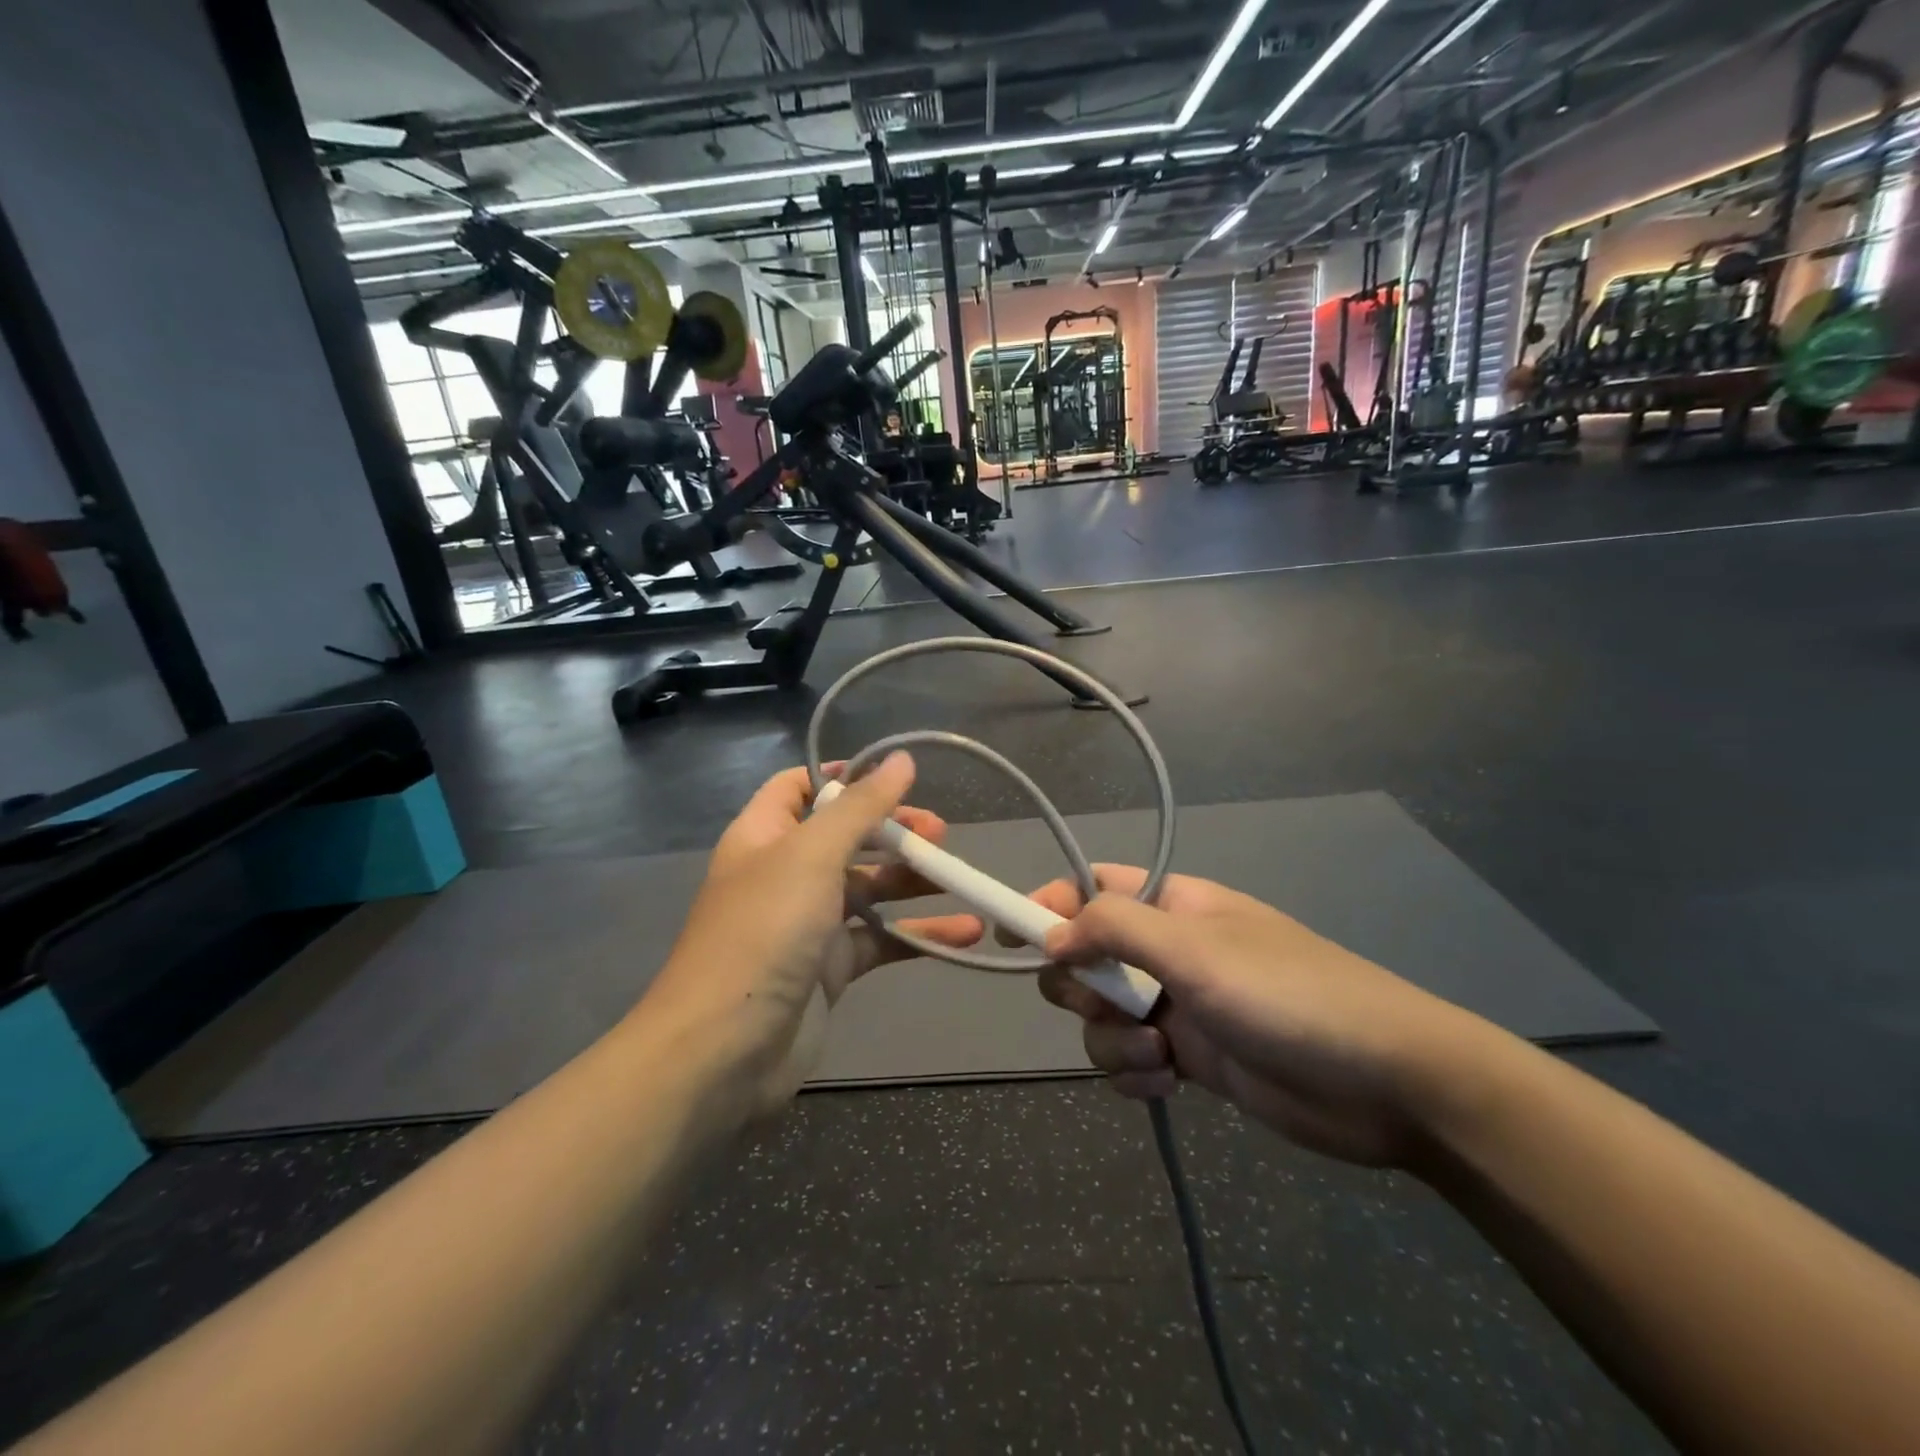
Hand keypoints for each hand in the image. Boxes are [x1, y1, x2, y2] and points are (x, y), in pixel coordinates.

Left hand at [644, 754, 981, 1113]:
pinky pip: (880, 940)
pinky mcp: (829, 969)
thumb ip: (860, 807)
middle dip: (892, 831)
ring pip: (867, 889)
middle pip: (845, 837)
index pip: (799, 787)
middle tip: (939, 834)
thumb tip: (901, 759)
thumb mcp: (812, 855)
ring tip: (958, 875)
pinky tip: (964, 932)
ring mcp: (807, 924)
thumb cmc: (763, 933)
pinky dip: (918, 934)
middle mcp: (784, 874)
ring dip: (911, 881)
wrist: (724, 1051)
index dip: (842, 776)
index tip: (894, 776)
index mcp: (764, 836)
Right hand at [1031, 867, 1499, 1167]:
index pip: (1090, 889)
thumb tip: (1051, 932)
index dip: (1048, 905)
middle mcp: (1167, 950)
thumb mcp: (1195, 949)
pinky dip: (1134, 1074)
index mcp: (1171, 906)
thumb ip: (1114, 928)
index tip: (1009, 935)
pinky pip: (1129, 1060)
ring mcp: (1177, 1005)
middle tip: (1107, 1002)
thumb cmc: (1286, 993)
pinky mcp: (1190, 1058)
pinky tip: (1167, 1082)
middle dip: (1082, 986)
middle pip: (1085, 957)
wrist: (1386, 1083)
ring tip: (1159, 1055)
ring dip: (1112, 1039)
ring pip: (1101, 1016)